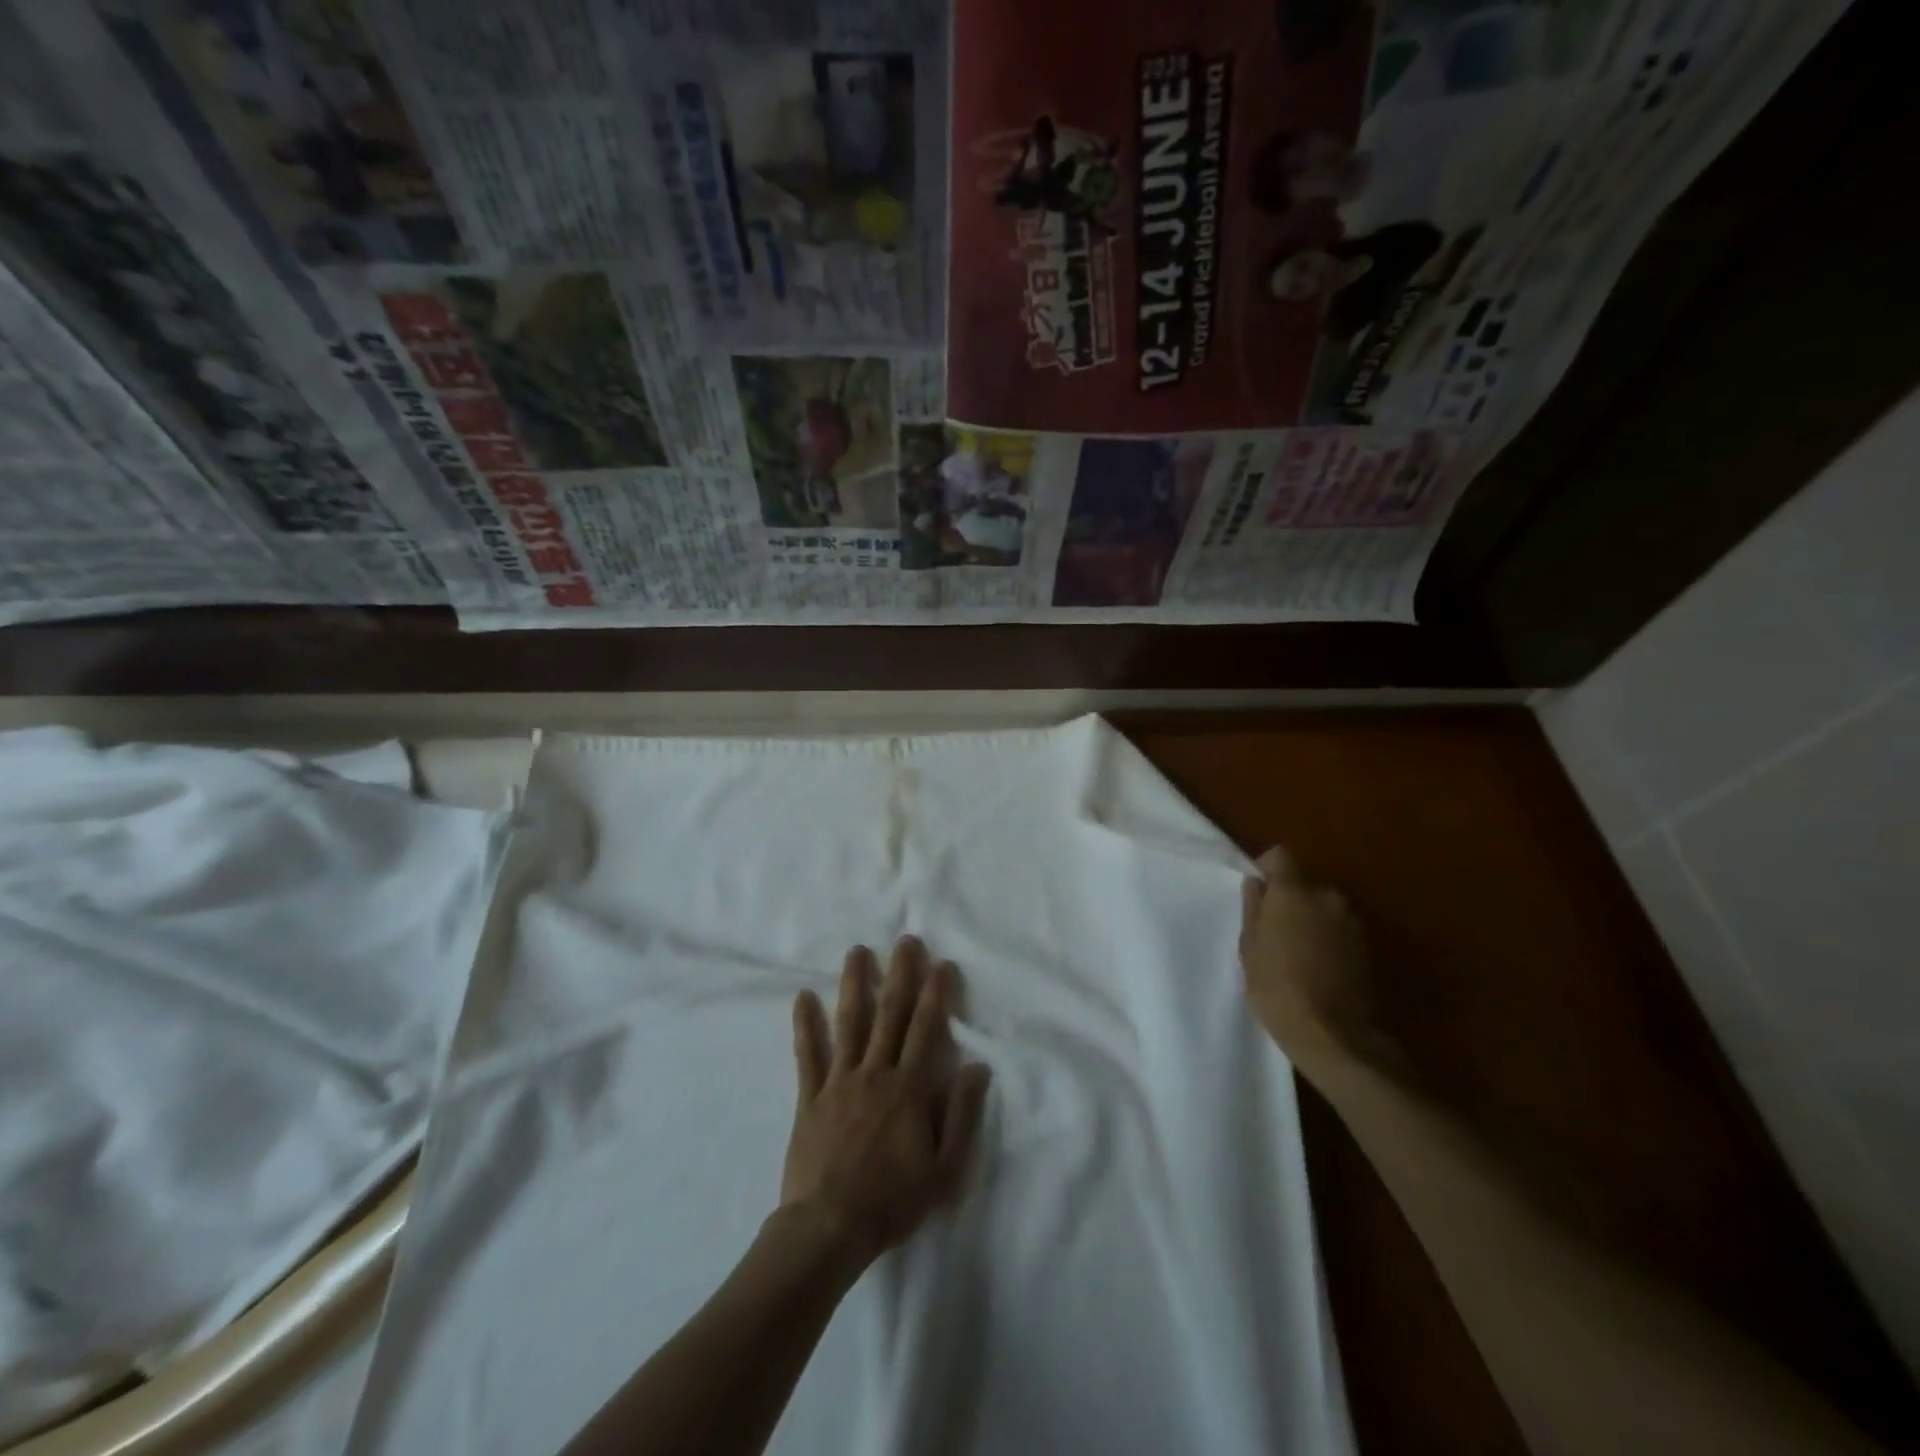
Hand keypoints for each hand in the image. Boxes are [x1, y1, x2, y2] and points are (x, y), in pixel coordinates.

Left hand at [782, 938, 990, 1271]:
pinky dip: (805, 1024)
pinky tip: (802, 996)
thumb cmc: (892, 1200)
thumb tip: (977, 1066)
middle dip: (900, 974)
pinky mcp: (811, 1097)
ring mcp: (839, 1081)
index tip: (941, 964)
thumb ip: (961, 1114)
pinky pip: (807, 1055)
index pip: (926, 1029)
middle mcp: (874, 1073)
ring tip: (858, 951)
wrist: (829, 1228)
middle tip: (906, 940)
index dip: (935, 994)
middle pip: (890, 1015)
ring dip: (855, 984)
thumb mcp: (944, 1168)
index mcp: (908, 1088)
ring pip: (849, 1022)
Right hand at [1240, 847, 1379, 1081]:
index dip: (1266, 868)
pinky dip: (1326, 937)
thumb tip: (1256, 885)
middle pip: (1303, 883)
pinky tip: (1315, 966)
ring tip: (1295, 952)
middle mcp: (1328, 897)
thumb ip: (1253, 909)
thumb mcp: (1250, 947)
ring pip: (1322, 906)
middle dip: (1288, 899)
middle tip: (1272, 929)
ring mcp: (1352, 921)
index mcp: (1295, 892)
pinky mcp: (1366, 946)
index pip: (1280, 855)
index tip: (1256, 892)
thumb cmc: (1277, 988)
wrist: (1333, 1036)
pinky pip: (1337, 928)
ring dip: (1309, 919)